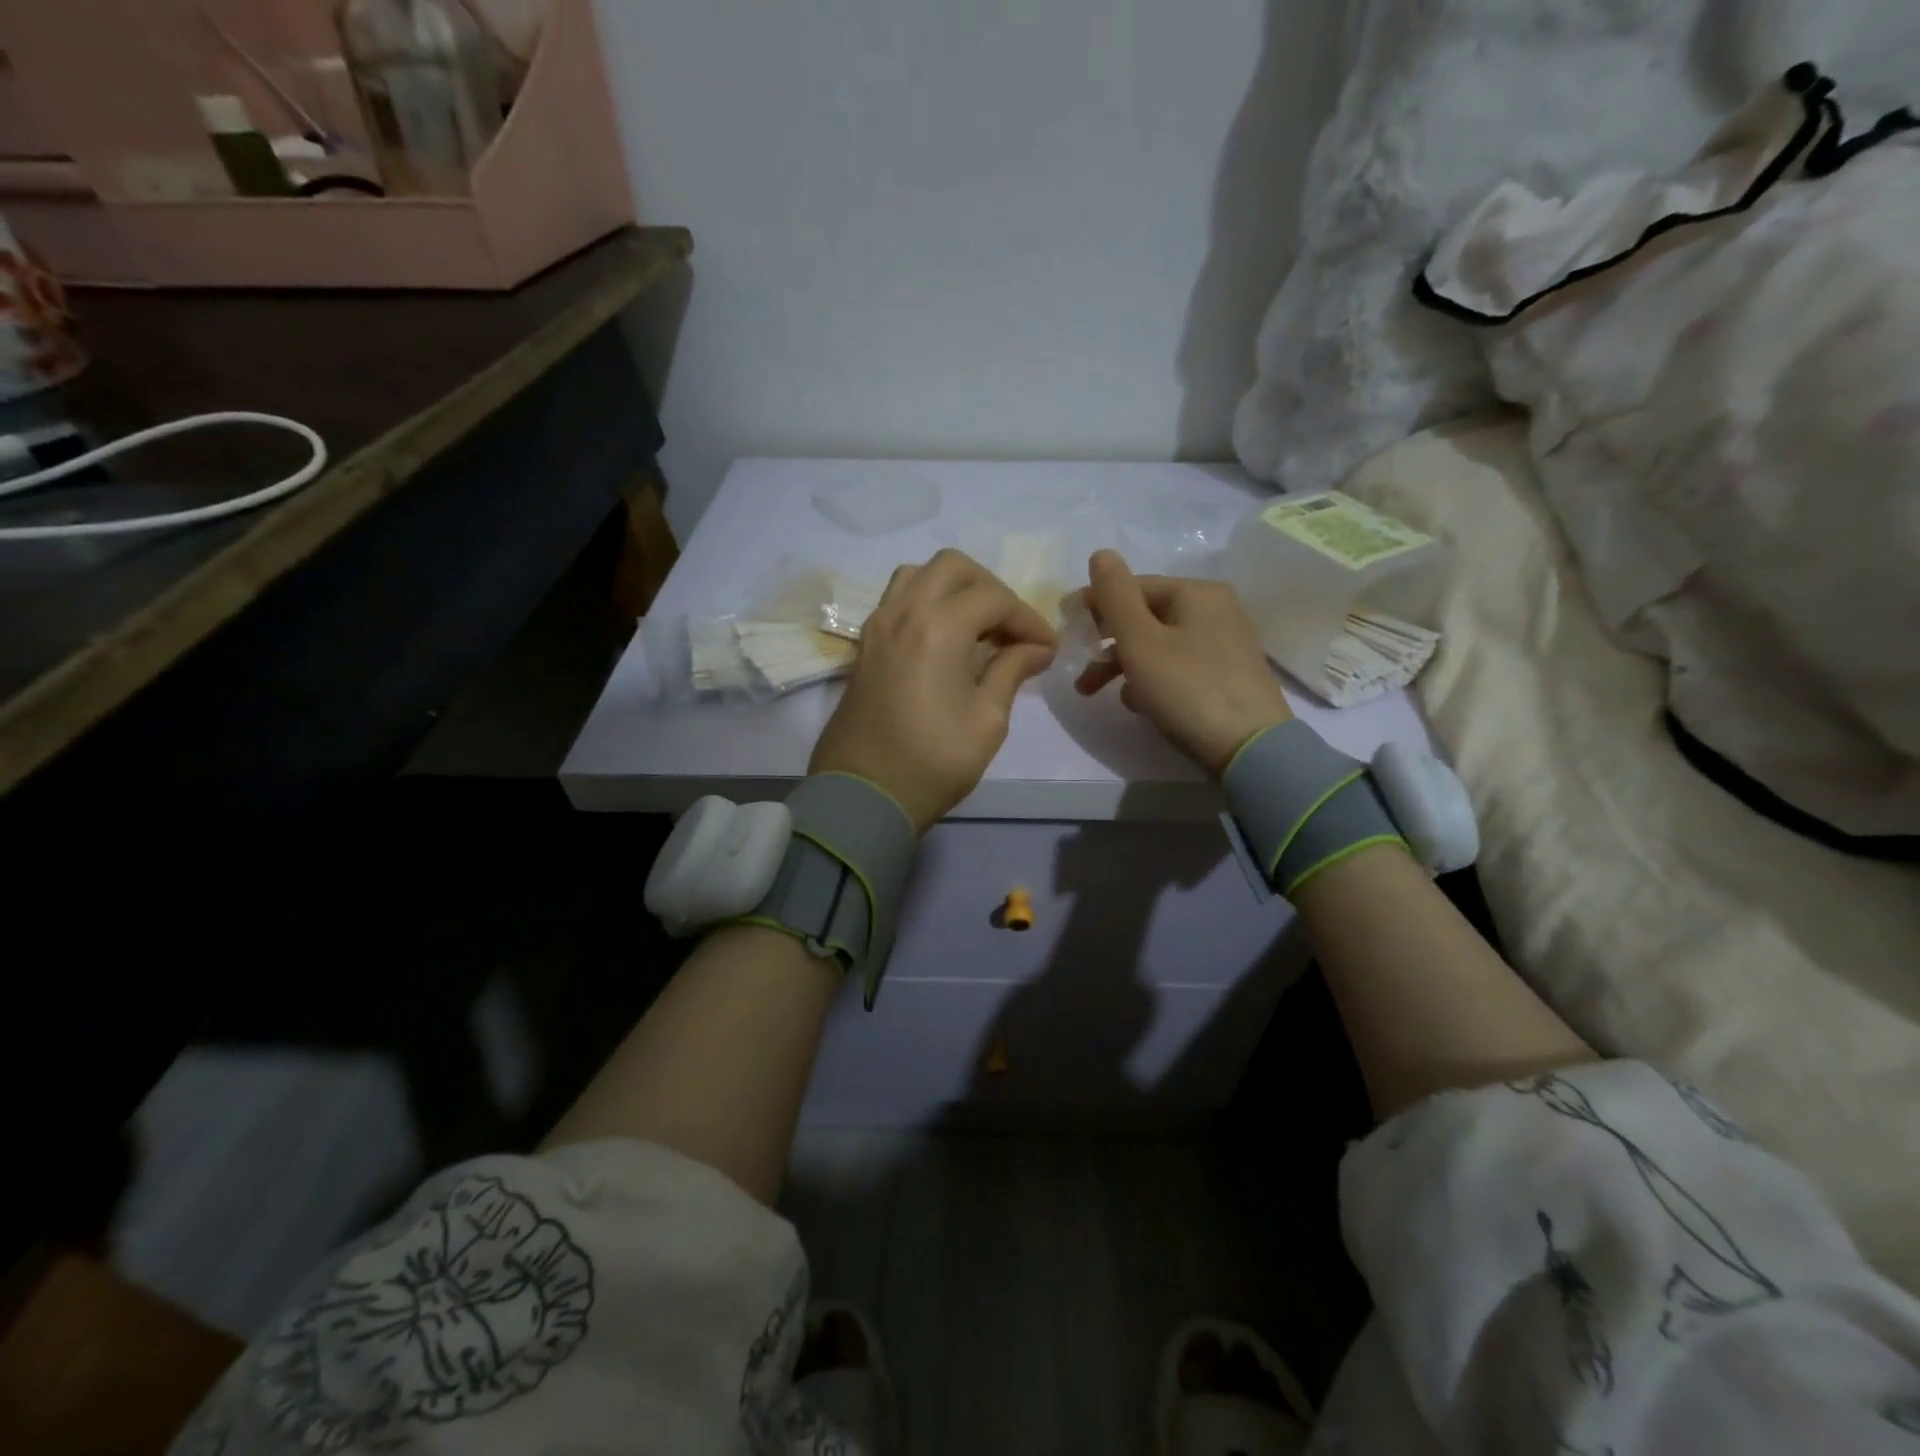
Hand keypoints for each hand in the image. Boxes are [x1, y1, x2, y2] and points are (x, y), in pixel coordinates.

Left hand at [811, 549, 1056, 830]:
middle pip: (953, 567)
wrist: (863, 794)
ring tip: (977, 626)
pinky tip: (946, 639)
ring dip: (954, 588)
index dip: (1028, 619)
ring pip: (919, 575)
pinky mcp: (865, 644)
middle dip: (991, 589)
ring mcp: (878, 625)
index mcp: (939, 626)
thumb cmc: (934, 761)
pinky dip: (927, 602)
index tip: (1047, 649)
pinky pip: (898, 599)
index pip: (994, 599)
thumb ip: (1012, 670)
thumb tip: (1037, 647)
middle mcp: (904, 611)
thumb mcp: (988, 719)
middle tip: (1011, 628)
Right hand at [1074, 549, 1292, 775]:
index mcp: (1196, 592)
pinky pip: (1179, 664)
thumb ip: (1115, 595)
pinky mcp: (1229, 673)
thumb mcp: (1139, 641)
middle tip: (1079, 670)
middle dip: (1107, 643)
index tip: (1066, 629)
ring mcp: (1226, 642)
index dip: (1095, 605)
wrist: (1250, 748)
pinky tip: (1140, 703)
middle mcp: (1216, 608)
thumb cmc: (1187, 689)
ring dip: (1124, 664)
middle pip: (1146, 616)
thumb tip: (1101, 553)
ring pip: (1160, 643)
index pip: (1133, 587)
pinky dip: (1153, 678)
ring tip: (1099, 694)